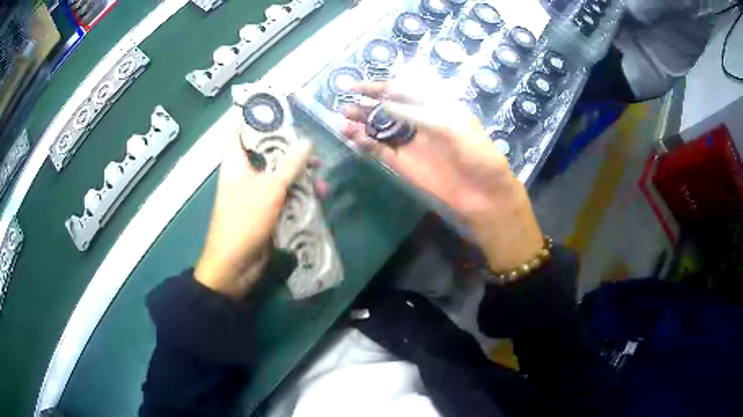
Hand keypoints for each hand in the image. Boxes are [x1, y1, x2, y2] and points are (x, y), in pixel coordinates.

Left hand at [195, 127, 311, 298]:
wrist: (235, 266)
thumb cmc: (244, 220)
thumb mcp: (269, 188)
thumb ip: (290, 164)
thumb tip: (307, 141)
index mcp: (236, 162)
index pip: (240, 130)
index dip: (256, 116)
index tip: (280, 109)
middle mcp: (245, 174)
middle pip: (267, 152)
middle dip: (290, 148)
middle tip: (313, 146)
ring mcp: (256, 193)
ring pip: (280, 175)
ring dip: (300, 174)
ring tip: (322, 175)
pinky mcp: (266, 211)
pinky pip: (285, 195)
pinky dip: (299, 193)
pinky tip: (318, 195)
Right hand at [341, 82, 543, 271]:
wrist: (482, 193)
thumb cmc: (477, 153)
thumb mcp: (454, 125)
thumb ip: (420, 114)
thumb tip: (386, 105)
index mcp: (434, 106)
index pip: (403, 90)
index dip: (381, 86)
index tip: (359, 86)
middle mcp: (418, 121)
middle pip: (387, 107)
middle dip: (366, 102)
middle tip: (344, 98)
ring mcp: (409, 143)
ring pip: (379, 127)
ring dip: (360, 121)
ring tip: (342, 115)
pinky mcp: (402, 163)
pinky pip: (379, 149)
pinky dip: (364, 142)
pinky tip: (351, 135)